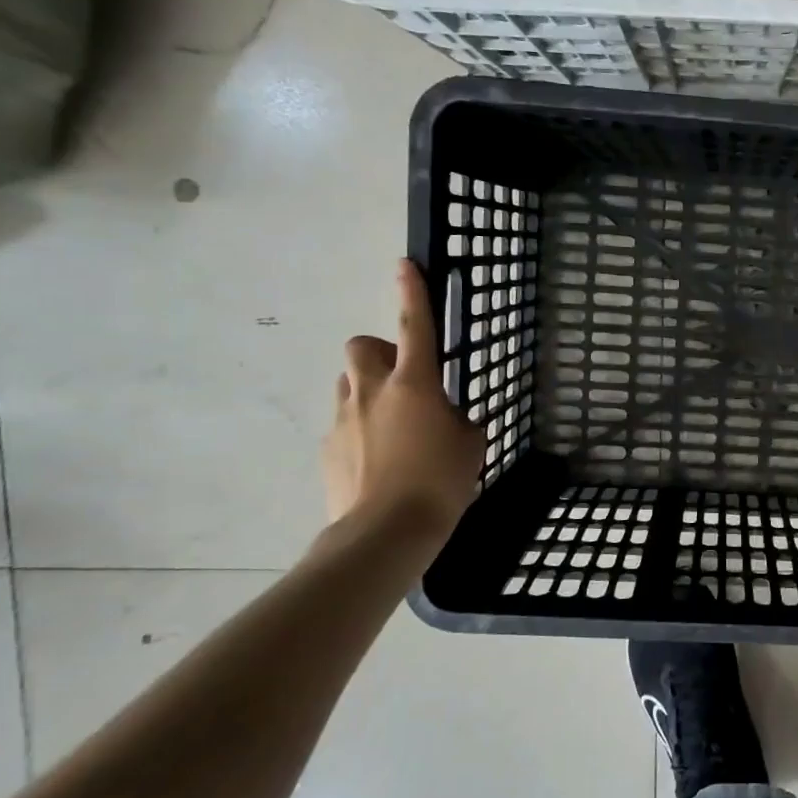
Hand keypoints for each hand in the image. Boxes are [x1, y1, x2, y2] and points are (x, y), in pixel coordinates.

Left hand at [323, 260, 484, 540]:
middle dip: (381, 352)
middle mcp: (373, 391)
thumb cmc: (440, 482)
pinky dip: (359, 429)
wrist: (386, 532)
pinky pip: (344, 422)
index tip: (404, 265)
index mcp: (415, 384)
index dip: (411, 291)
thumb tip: (447, 419)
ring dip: (368, 390)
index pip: (415, 325)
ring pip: (349, 383)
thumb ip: (458, 421)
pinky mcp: (328, 448)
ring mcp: (344, 419)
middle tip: (405, 380)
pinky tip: (378, 459)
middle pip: (363, 346)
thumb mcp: (470, 445)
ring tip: (391, 423)